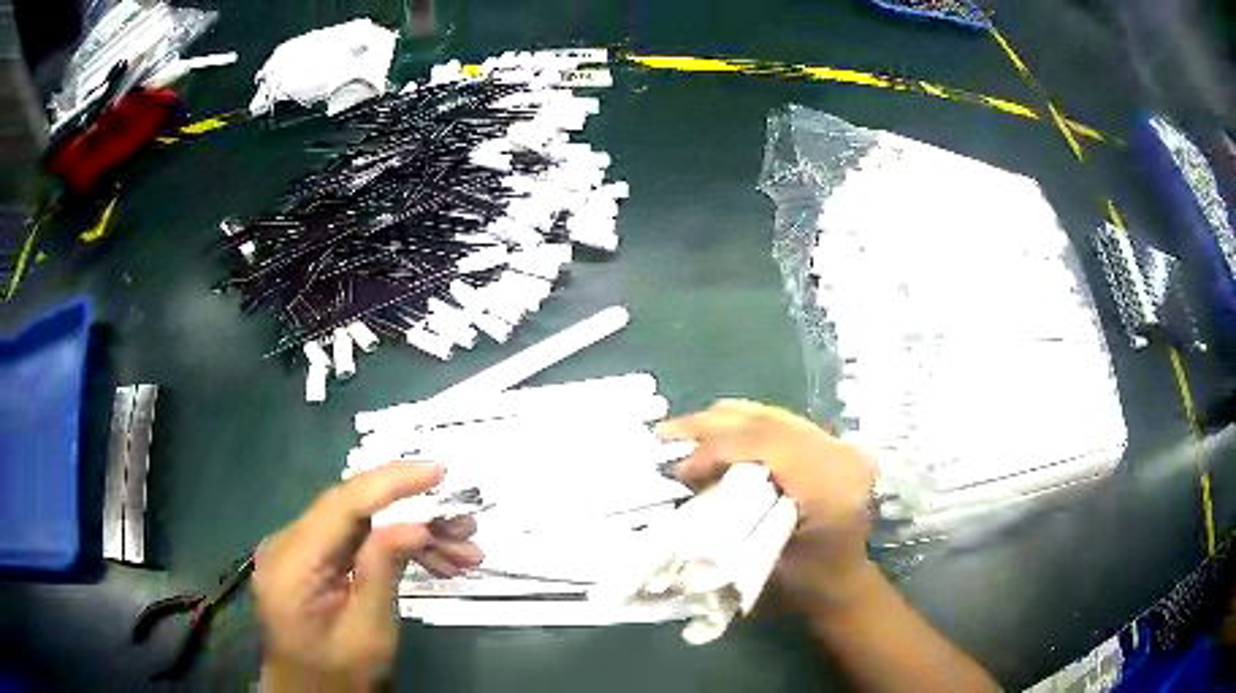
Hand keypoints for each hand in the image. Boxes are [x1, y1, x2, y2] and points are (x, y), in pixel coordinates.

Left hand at [254, 462, 482, 688]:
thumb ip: (382, 573)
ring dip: (413, 536)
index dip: (390, 483)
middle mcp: (289, 544)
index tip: (438, 471)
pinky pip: (357, 541)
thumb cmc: (339, 674)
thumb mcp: (368, 632)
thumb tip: (415, 524)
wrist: (310, 692)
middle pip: (354, 511)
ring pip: (362, 525)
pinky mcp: (313, 558)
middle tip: (466, 528)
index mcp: (293, 564)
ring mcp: (299, 550)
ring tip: (463, 552)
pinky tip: (437, 563)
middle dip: (414, 515)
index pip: (341, 505)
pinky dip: (396, 549)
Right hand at [657, 400, 876, 609]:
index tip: (679, 468)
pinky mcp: (831, 444)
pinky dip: (742, 426)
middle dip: (712, 426)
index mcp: (832, 485)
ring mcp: (839, 445)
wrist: (842, 583)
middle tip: (666, 436)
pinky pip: (779, 422)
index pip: (768, 445)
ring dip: (724, 422)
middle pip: (768, 422)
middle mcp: (841, 455)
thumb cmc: (802, 585)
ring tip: (682, 433)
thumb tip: (685, 477)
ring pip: (772, 416)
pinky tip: (714, 433)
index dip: (717, 447)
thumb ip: (729, 516)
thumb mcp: (762, 560)